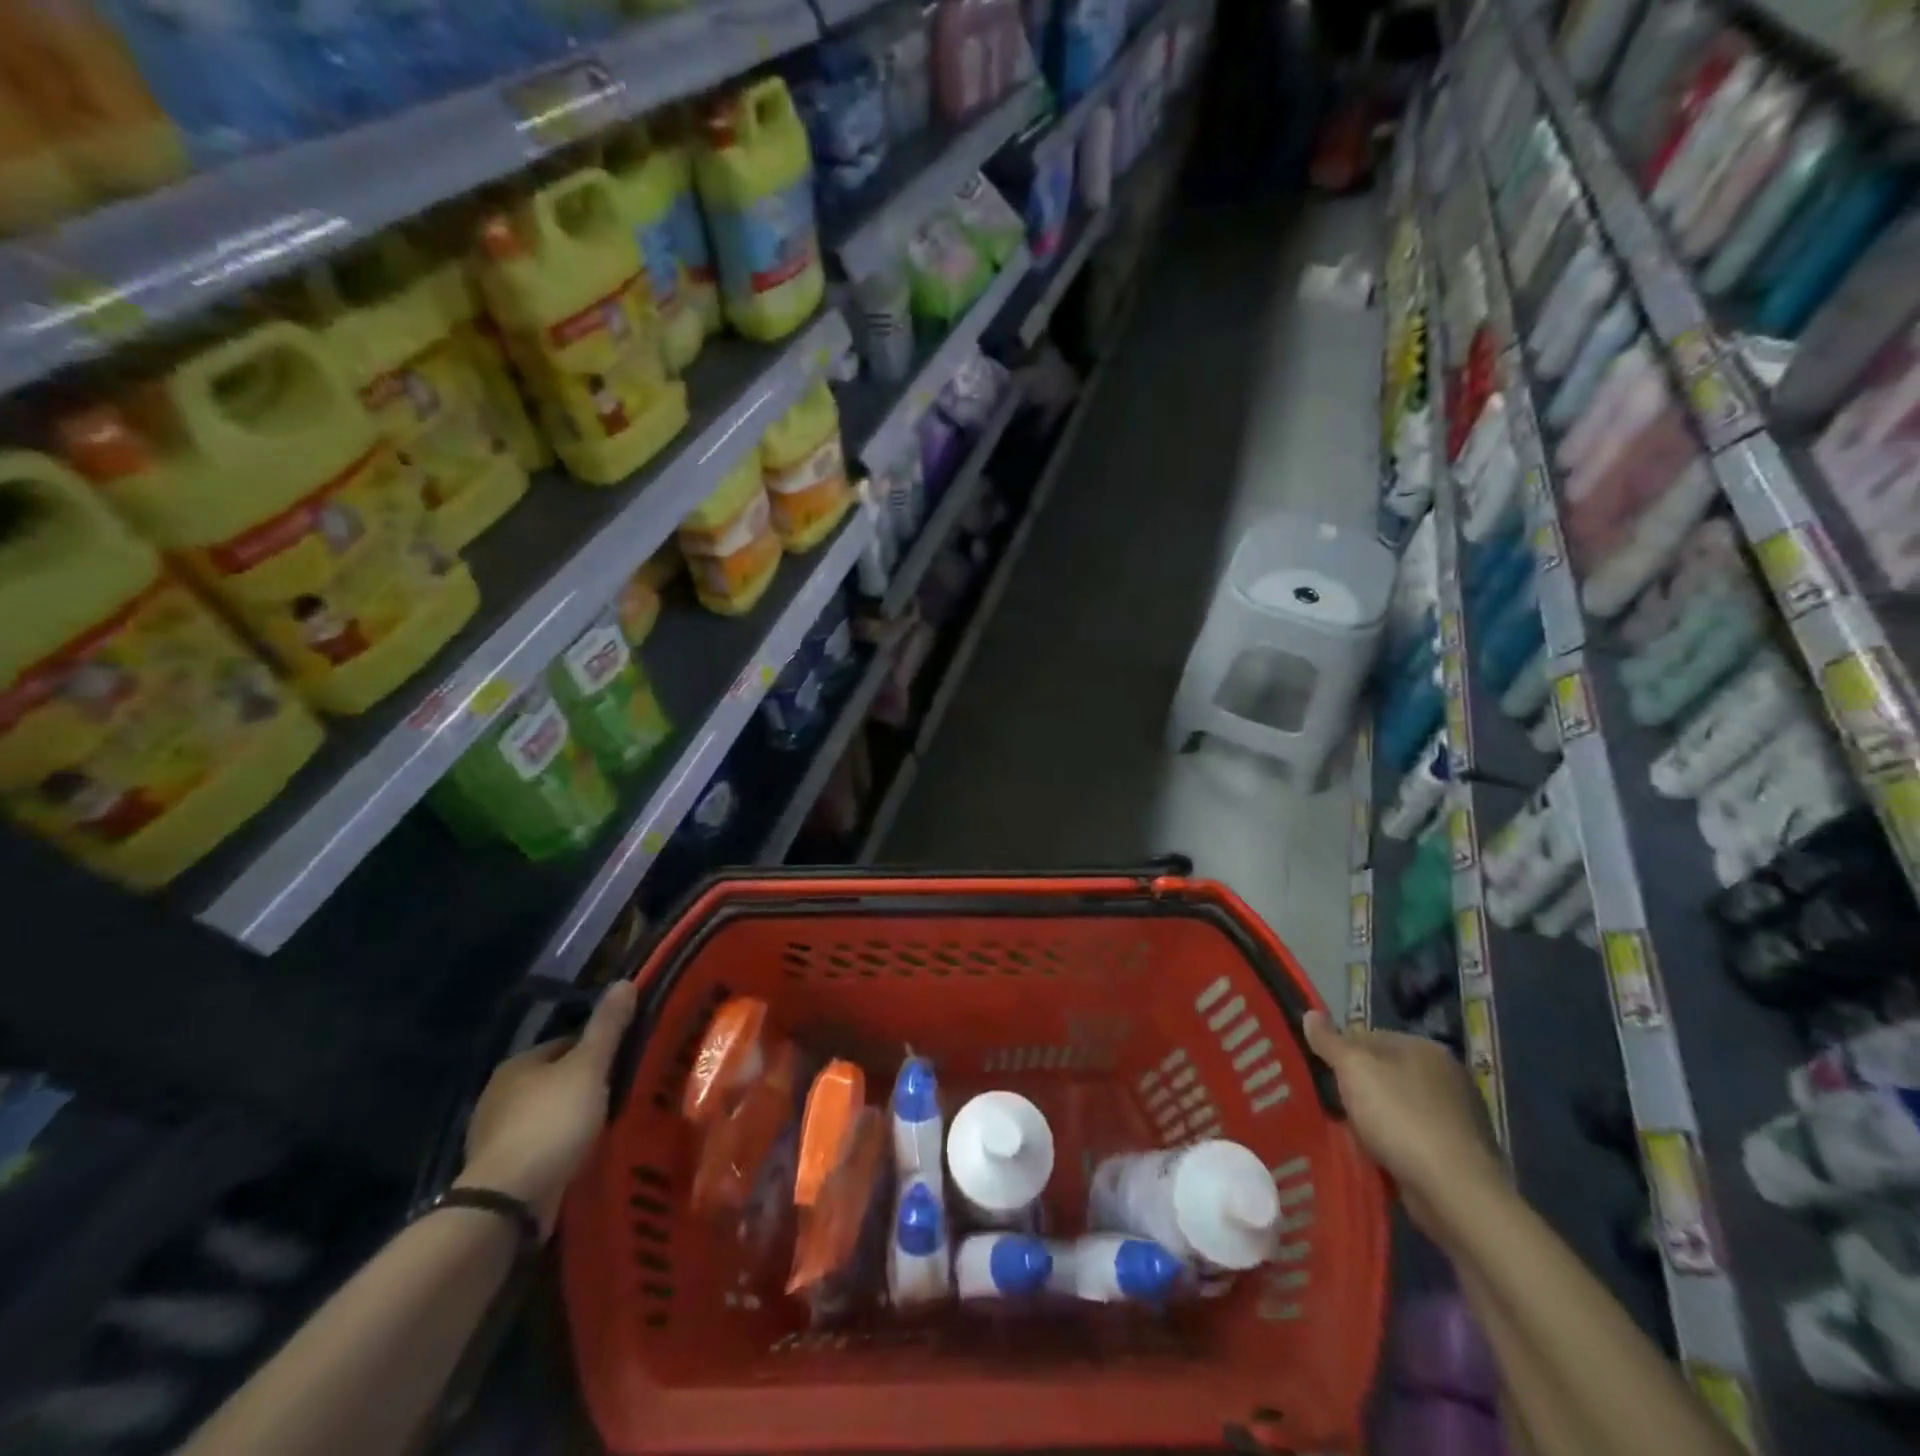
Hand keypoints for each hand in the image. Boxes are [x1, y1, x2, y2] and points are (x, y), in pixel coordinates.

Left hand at [457, 981, 637, 1236]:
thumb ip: (607, 1027)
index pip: (565, 1044)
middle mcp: (498, 1095)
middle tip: (619, 1094)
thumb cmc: (552, 1122)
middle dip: (583, 1086)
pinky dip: (558, 1149)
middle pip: (554, 1080)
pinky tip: (579, 1156)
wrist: (508, 1201)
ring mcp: (494, 1137)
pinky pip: (538, 1148)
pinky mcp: (499, 1172)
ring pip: (546, 1115)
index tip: (623, 1062)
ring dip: (570, 1120)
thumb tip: (624, 981)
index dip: (596, 1050)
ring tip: (605, 1127)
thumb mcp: (589, 1068)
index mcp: (517, 1064)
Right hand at [1303, 1011, 1504, 1238]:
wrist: (1455, 1193)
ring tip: (1347, 1133)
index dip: (1339, 1051)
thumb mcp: (1354, 1070)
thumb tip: (1310, 1013)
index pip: (1368, 1036)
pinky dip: (1392, 1145)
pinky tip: (1375, 1156)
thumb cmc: (1401, 1118)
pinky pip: (1411, 1139)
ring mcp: (1457, 1117)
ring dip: (1373, 1119)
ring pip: (1395, 1108)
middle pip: (1383, 1072)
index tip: (1319, 1072)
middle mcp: (1446, 1077)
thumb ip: (1329, 1041)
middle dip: (1356, 1087)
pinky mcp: (1458, 1154)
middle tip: (1329, 1104)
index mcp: (1425, 1048)